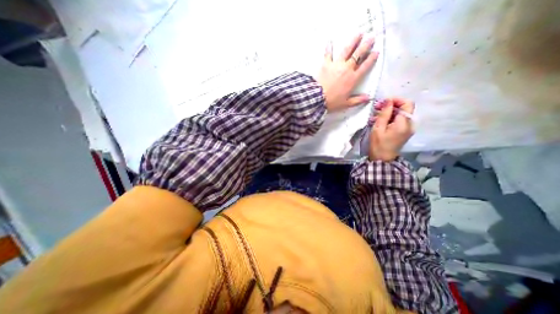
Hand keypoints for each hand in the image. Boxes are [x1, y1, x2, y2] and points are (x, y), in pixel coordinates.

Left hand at [317, 33, 377, 112]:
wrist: (318, 98)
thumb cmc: (332, 102)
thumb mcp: (346, 103)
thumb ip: (357, 100)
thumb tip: (368, 98)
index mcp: (353, 79)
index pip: (365, 66)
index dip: (371, 58)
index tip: (376, 52)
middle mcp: (347, 69)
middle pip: (358, 54)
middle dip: (366, 45)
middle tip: (371, 37)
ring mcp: (336, 65)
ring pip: (347, 50)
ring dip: (353, 41)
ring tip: (358, 34)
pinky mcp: (326, 64)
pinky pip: (328, 54)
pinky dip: (329, 48)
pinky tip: (330, 41)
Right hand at [369, 97, 414, 161]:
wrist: (382, 159)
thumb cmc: (378, 144)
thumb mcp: (378, 128)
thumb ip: (384, 113)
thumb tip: (388, 100)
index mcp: (404, 123)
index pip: (407, 103)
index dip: (396, 99)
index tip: (383, 101)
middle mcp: (410, 124)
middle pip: (404, 108)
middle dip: (390, 105)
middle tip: (376, 107)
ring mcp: (408, 128)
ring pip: (400, 114)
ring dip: (388, 112)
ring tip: (374, 116)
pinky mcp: (404, 131)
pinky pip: (398, 120)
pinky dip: (389, 118)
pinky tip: (378, 121)